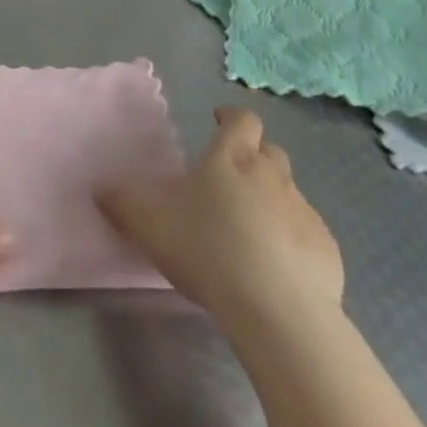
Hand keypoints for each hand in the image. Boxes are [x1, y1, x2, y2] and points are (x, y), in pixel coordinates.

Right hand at [97, 107, 342, 335]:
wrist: (277, 309)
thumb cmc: (206, 247)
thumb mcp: (148, 222)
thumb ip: (121, 201)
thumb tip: (100, 187)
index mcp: (231, 157)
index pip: (242, 120)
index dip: (231, 117)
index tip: (218, 121)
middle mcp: (272, 175)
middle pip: (269, 152)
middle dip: (252, 157)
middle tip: (228, 180)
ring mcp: (304, 212)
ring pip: (288, 193)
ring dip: (270, 200)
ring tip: (247, 230)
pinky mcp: (327, 251)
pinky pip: (306, 234)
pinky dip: (290, 240)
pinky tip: (272, 267)